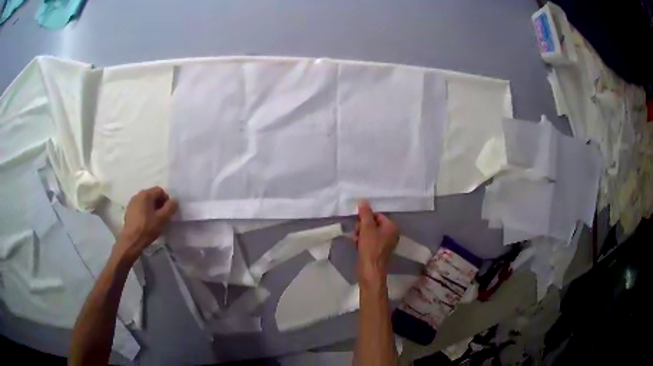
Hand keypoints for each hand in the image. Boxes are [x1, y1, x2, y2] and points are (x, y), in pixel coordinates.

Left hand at [115, 187, 177, 261]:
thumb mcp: (162, 218)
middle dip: (159, 204)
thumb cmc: (147, 228)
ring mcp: (132, 202)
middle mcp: (138, 195)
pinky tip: (146, 222)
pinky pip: (140, 207)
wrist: (131, 240)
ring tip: (154, 220)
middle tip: (162, 216)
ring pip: (146, 201)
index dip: (166, 200)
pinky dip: (145, 211)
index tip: (168, 212)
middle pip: (152, 195)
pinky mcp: (128, 210)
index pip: (160, 191)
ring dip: (152, 208)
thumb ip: (170, 207)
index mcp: (146, 194)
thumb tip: (174, 201)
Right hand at [354, 200, 399, 283]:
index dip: (366, 218)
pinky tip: (357, 246)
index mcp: (392, 227)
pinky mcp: (378, 251)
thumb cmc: (370, 249)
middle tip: (357, 233)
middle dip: (362, 227)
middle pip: (373, 223)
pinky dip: (362, 242)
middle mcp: (391, 234)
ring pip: (369, 233)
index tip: (358, 224)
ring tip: (356, 241)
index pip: (377, 215)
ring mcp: (385, 243)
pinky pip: (369, 241)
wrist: (370, 271)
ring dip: (360, 234)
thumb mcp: (366, 228)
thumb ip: (365, 213)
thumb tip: (363, 200)